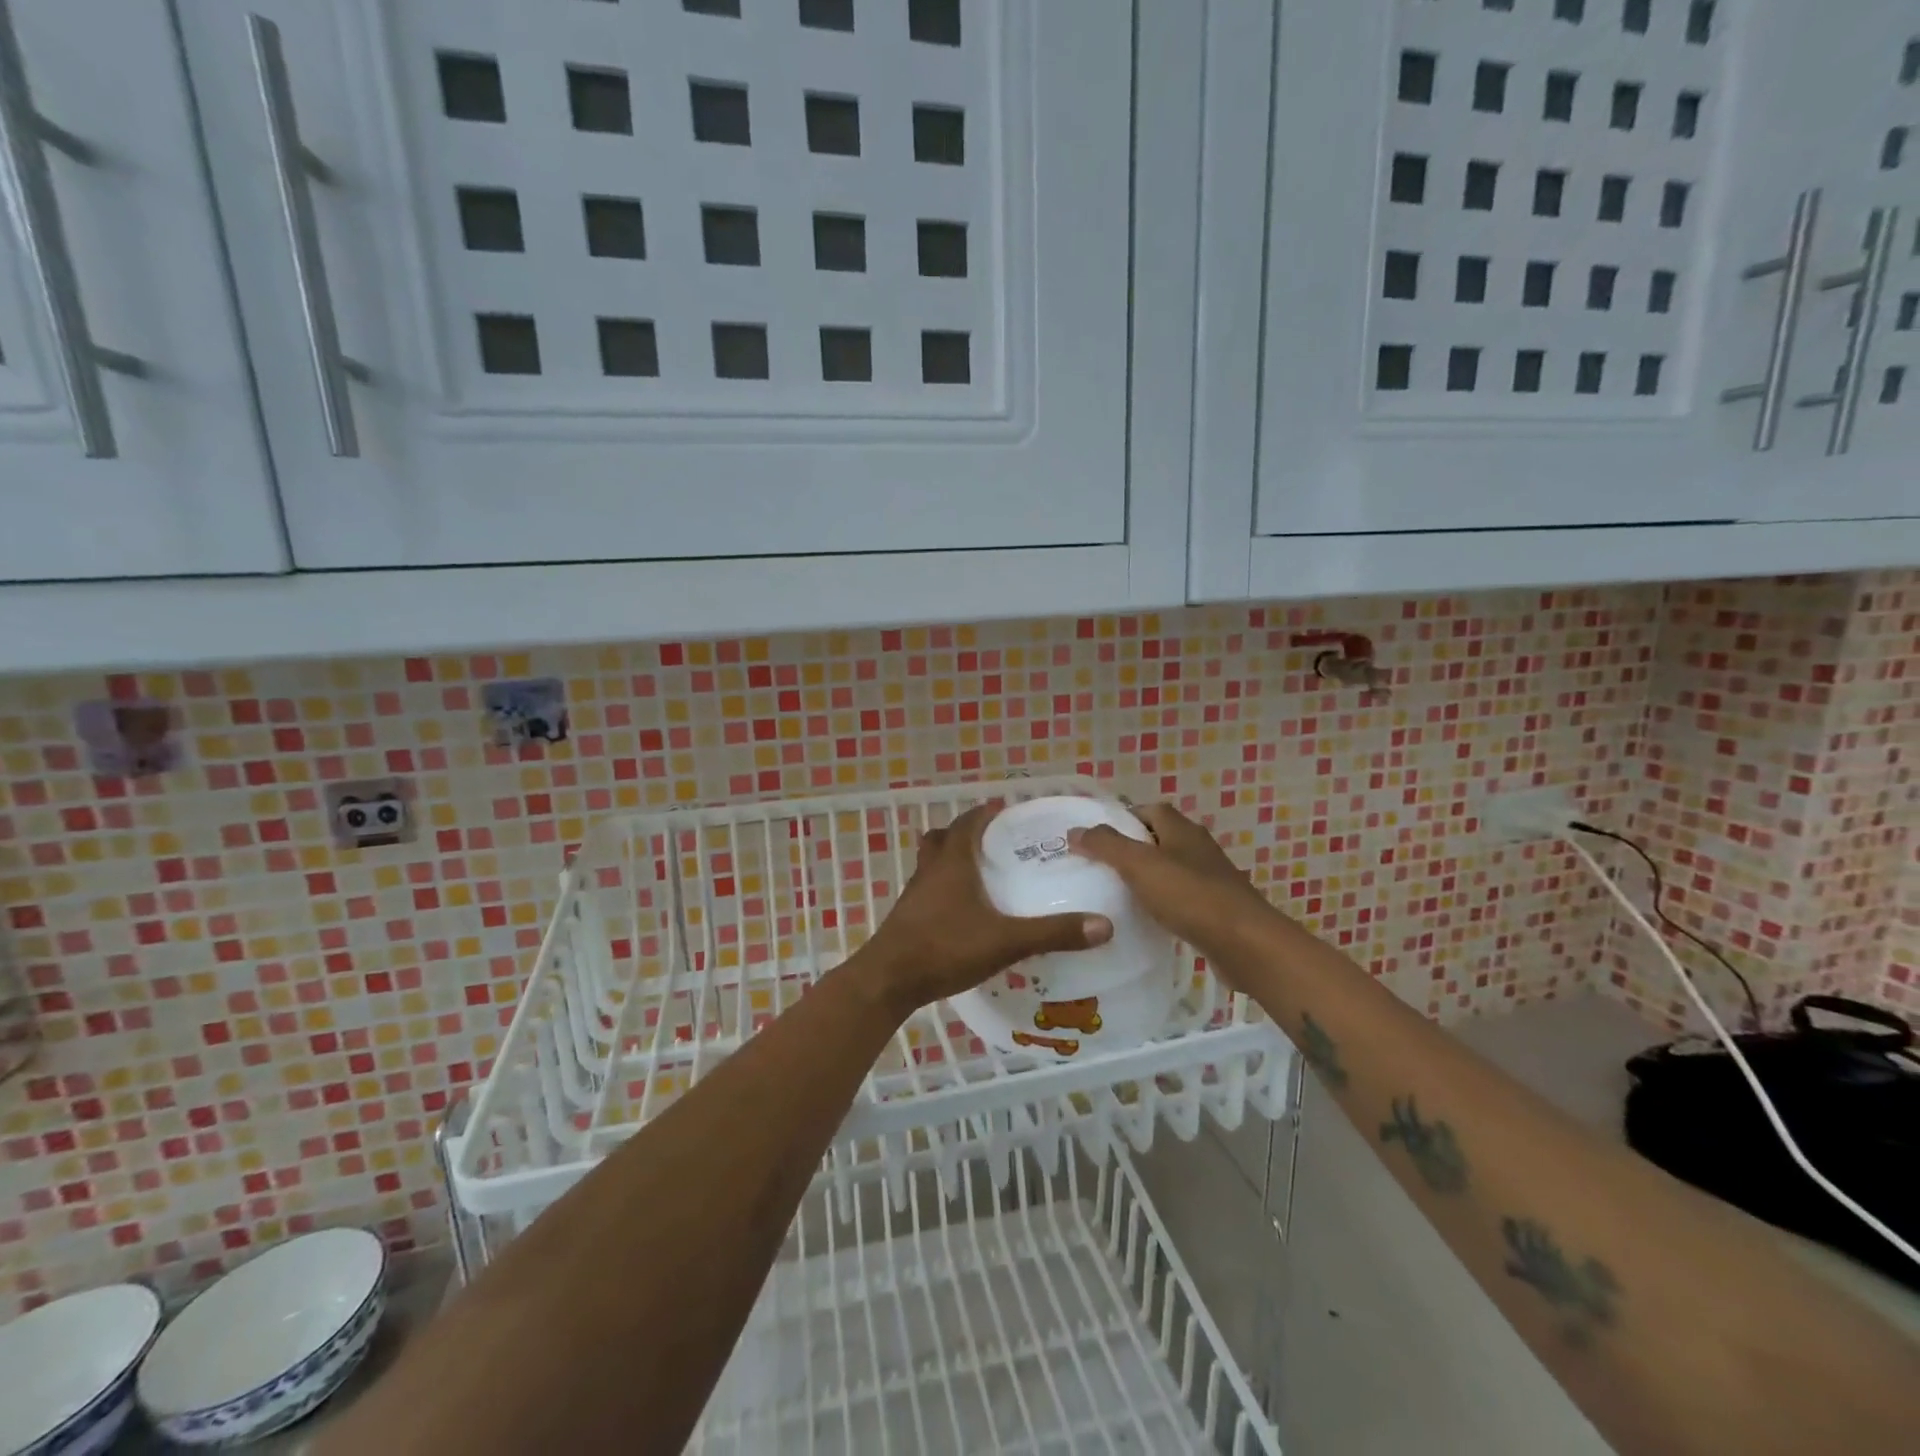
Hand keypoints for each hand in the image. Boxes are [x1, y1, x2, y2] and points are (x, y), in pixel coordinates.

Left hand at [851, 801, 1112, 1019]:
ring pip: (931, 864)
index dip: (984, 813)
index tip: (1004, 808)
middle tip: (992, 840)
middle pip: (942, 838)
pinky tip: (962, 912)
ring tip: (979, 873)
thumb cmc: (945, 947)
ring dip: (951, 860)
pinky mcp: (907, 918)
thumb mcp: (1006, 941)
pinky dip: (944, 889)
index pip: (967, 823)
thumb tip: (1104, 926)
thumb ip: (1053, 933)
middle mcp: (930, 871)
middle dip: (964, 833)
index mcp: (952, 863)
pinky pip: (927, 890)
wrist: (888, 980)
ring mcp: (914, 895)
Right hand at [1070, 803, 1273, 966]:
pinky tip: (1145, 919)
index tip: (1096, 837)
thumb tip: (1075, 831)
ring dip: (1146, 878)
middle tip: (1098, 866)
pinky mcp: (1215, 909)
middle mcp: (1198, 848)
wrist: (1245, 944)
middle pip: (1159, 839)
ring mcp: (1210, 879)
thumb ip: (1105, 845)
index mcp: (1182, 830)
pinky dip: (1161, 904)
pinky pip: (1181, 898)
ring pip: (1170, 870)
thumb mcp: (1139, 865)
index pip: (1149, 810)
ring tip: (1114, 893)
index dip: (1122, 818)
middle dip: (1131, 849)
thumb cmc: (1190, 896)